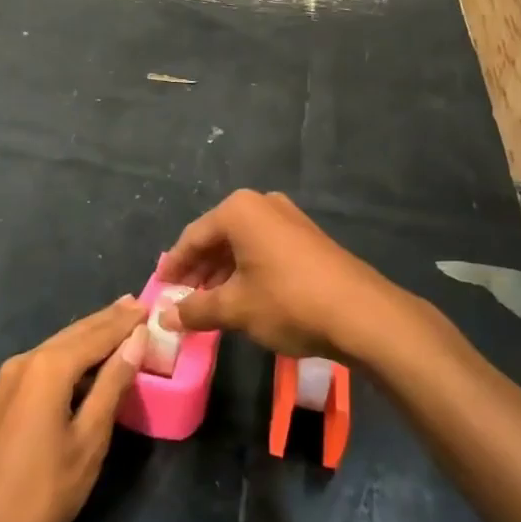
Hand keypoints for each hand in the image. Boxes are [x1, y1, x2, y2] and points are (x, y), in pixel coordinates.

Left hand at [0, 298, 146, 521]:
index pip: (95, 335)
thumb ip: (112, 384)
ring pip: (54, 348)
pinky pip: (39, 365)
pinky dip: (66, 357)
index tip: (148, 305)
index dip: (123, 322)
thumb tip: (135, 340)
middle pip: (72, 335)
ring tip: (115, 324)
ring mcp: (5, 380)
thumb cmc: (44, 492)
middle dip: (105, 321)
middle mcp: (22, 362)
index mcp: (47, 368)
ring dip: (86, 337)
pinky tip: (81, 361)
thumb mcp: (89, 439)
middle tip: (134, 305)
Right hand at [156, 190, 417, 360]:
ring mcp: (288, 219)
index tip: (160, 289)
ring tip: (209, 305)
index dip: (174, 266)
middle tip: (182, 300)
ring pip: (242, 245)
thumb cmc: (288, 302)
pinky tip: (242, 299)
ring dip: (222, 274)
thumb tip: (165, 316)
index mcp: (239, 211)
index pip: (193, 237)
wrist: (361, 313)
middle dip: (199, 270)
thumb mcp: (235, 309)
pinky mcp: (307, 238)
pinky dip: (247, 271)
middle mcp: (262, 205)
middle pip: (217, 238)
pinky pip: (264, 250)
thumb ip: (196, 310)